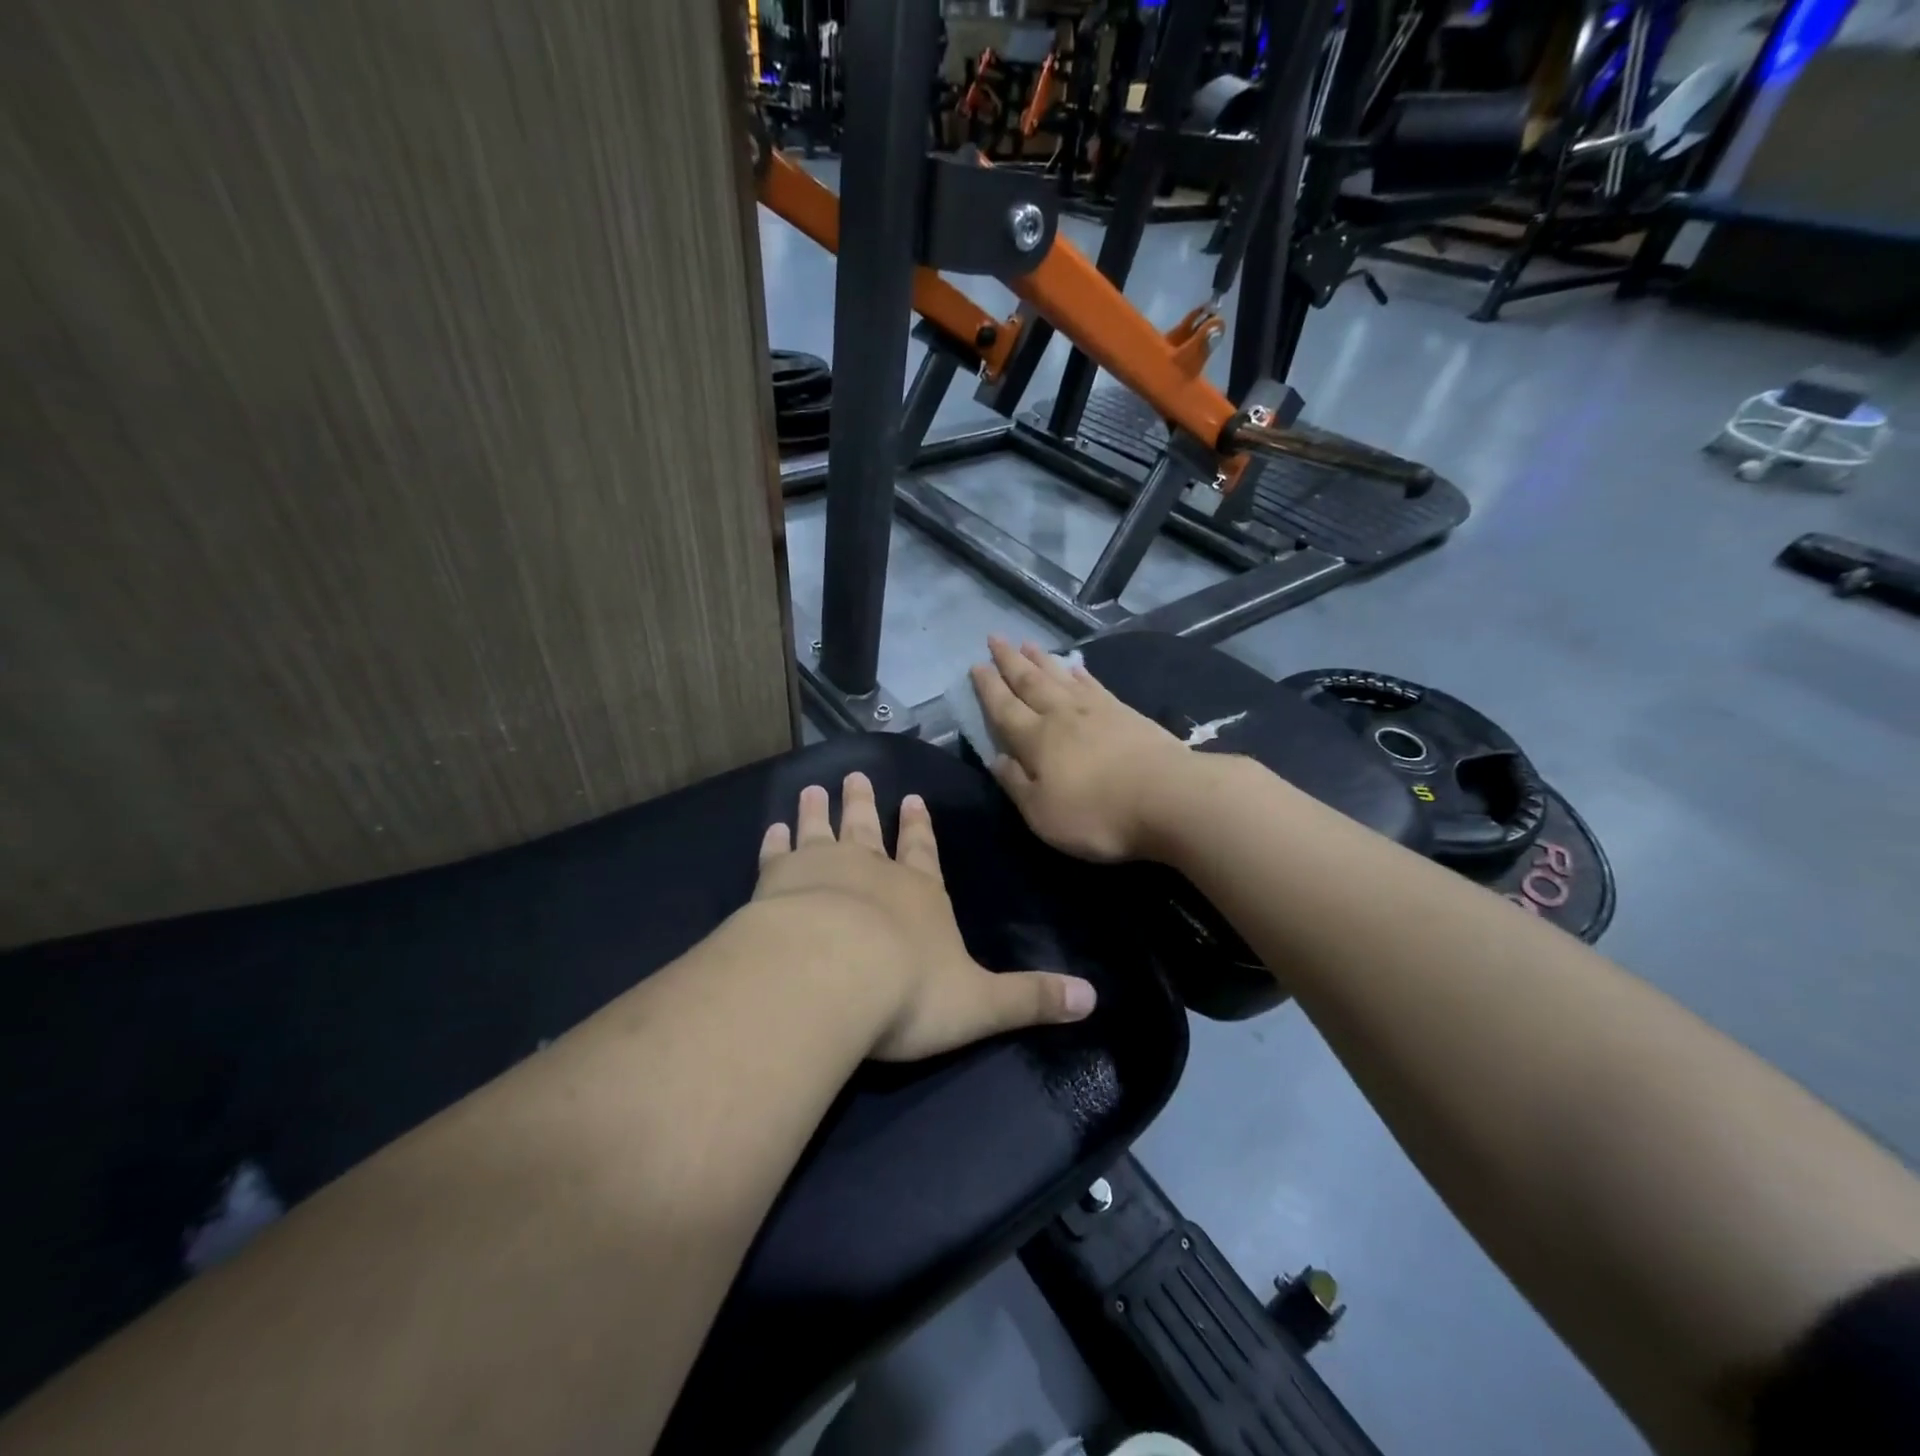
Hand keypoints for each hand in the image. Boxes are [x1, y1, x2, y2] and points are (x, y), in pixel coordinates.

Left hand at [753, 771, 1096, 1060]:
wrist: (829, 978)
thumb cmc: (908, 991)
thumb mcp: (981, 1003)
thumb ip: (1031, 998)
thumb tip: (1092, 1000)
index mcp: (919, 894)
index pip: (923, 852)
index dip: (919, 828)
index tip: (911, 799)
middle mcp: (871, 871)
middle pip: (868, 829)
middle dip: (864, 804)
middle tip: (856, 776)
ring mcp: (821, 870)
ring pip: (821, 830)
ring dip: (818, 810)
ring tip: (813, 788)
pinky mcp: (776, 883)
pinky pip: (776, 854)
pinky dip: (775, 840)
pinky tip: (772, 827)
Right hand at [969, 637, 1193, 862]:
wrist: (1169, 798)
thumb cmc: (1097, 814)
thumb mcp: (1042, 813)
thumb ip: (1016, 784)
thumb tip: (996, 759)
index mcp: (1036, 739)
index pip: (1004, 708)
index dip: (988, 687)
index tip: (976, 666)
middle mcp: (1062, 715)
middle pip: (1030, 681)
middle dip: (1010, 661)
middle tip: (995, 638)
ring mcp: (1097, 710)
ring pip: (1060, 676)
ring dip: (1041, 659)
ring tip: (1027, 643)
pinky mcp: (1126, 713)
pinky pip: (1094, 684)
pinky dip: (1080, 673)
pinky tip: (1075, 666)